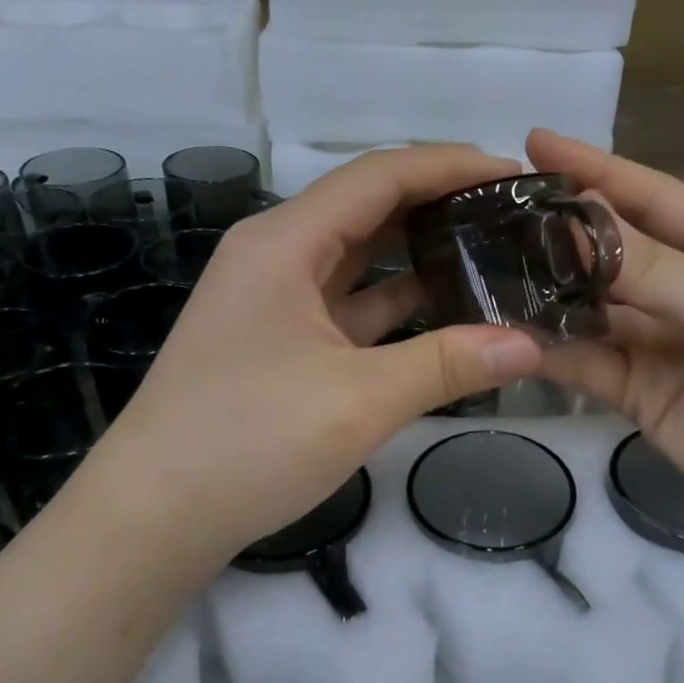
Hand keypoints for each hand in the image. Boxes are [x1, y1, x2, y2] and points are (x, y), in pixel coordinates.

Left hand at [75, 147, 543, 570]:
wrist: (153, 517)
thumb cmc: (248, 442)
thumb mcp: (359, 400)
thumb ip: (448, 365)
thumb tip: (530, 344)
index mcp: (284, 243)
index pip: (379, 177)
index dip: (448, 165)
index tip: (512, 171)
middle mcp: (276, 255)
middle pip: (368, 208)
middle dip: (440, 203)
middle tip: (511, 213)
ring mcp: (275, 300)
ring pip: (359, 258)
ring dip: (419, 252)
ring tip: (491, 252)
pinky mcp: (280, 341)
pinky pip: (348, 304)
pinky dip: (395, 301)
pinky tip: (444, 309)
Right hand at [525, 130, 683, 571]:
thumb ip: (646, 264)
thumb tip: (568, 220)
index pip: (650, 196)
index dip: (594, 169)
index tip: (533, 144)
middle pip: (611, 251)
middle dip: (557, 233)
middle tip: (491, 213)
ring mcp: (659, 342)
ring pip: (590, 307)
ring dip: (545, 292)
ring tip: (484, 269)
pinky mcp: (636, 392)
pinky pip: (585, 361)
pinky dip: (550, 348)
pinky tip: (508, 332)